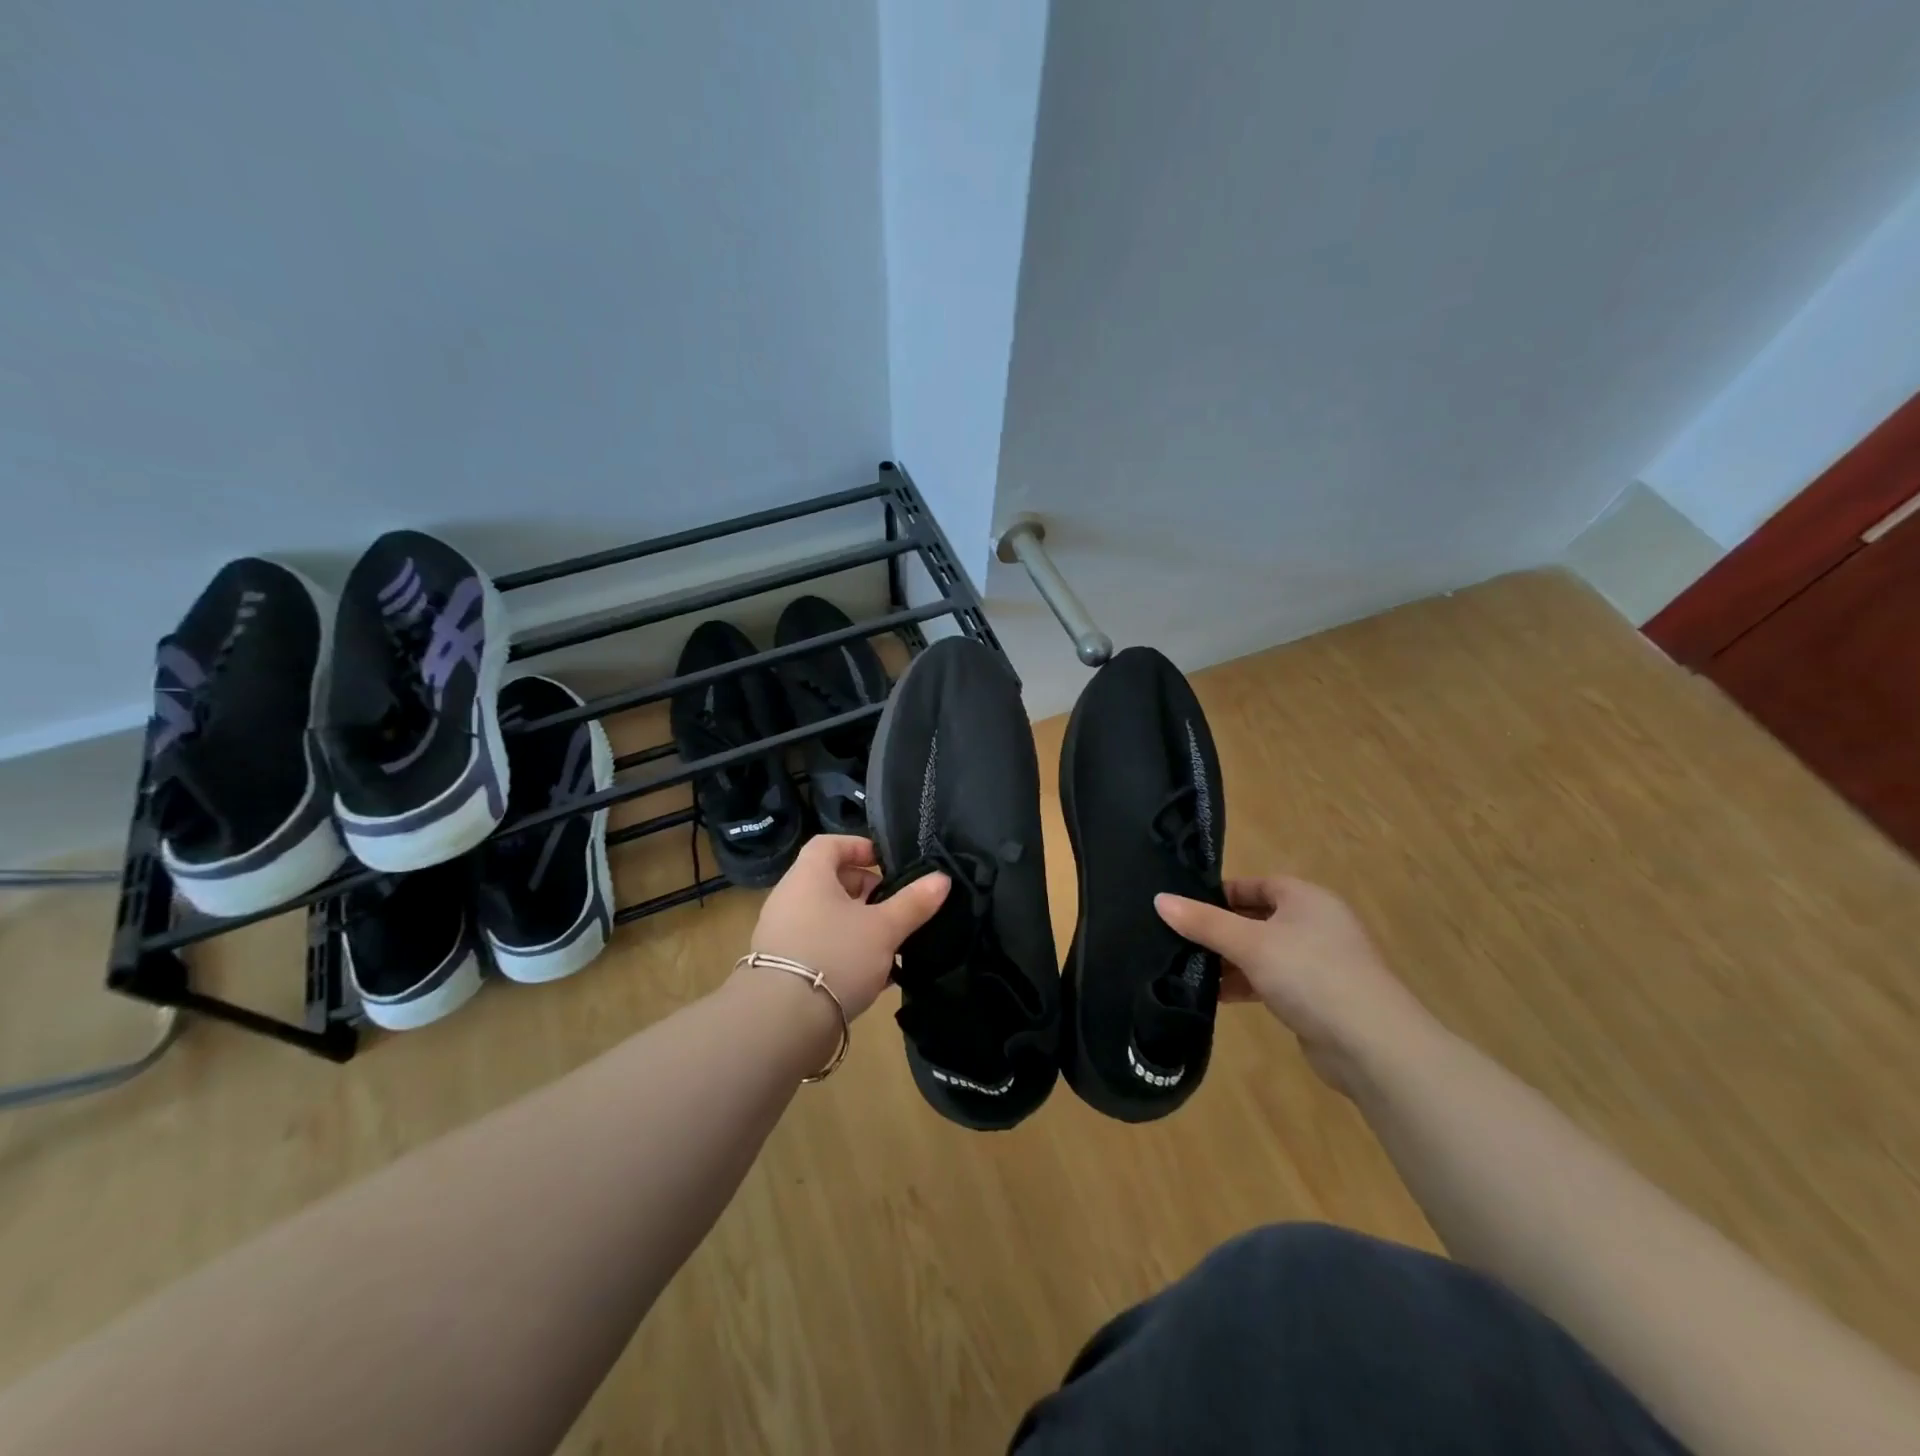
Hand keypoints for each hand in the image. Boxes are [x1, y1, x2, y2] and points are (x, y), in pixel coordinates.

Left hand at [747, 835, 949, 1018]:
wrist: (782, 1022)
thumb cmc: (836, 956)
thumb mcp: (884, 928)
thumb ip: (913, 903)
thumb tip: (942, 879)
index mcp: (808, 877)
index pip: (828, 844)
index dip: (858, 846)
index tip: (885, 863)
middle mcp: (789, 899)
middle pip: (829, 881)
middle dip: (865, 890)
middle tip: (893, 906)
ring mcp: (781, 934)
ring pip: (826, 917)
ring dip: (857, 925)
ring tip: (888, 943)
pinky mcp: (781, 968)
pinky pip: (818, 947)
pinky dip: (844, 952)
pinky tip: (872, 976)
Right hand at [1155, 875, 1436, 1095]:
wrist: (1372, 1045)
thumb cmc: (1310, 974)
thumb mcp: (1249, 943)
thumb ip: (1203, 922)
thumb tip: (1159, 900)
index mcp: (1306, 899)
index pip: (1256, 884)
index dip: (1221, 893)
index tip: (1185, 907)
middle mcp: (1315, 924)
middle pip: (1257, 918)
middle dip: (1220, 930)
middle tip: (1178, 939)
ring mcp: (1319, 963)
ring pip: (1263, 952)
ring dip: (1230, 961)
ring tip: (1186, 969)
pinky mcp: (1317, 998)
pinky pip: (1271, 981)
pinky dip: (1246, 985)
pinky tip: (1215, 997)